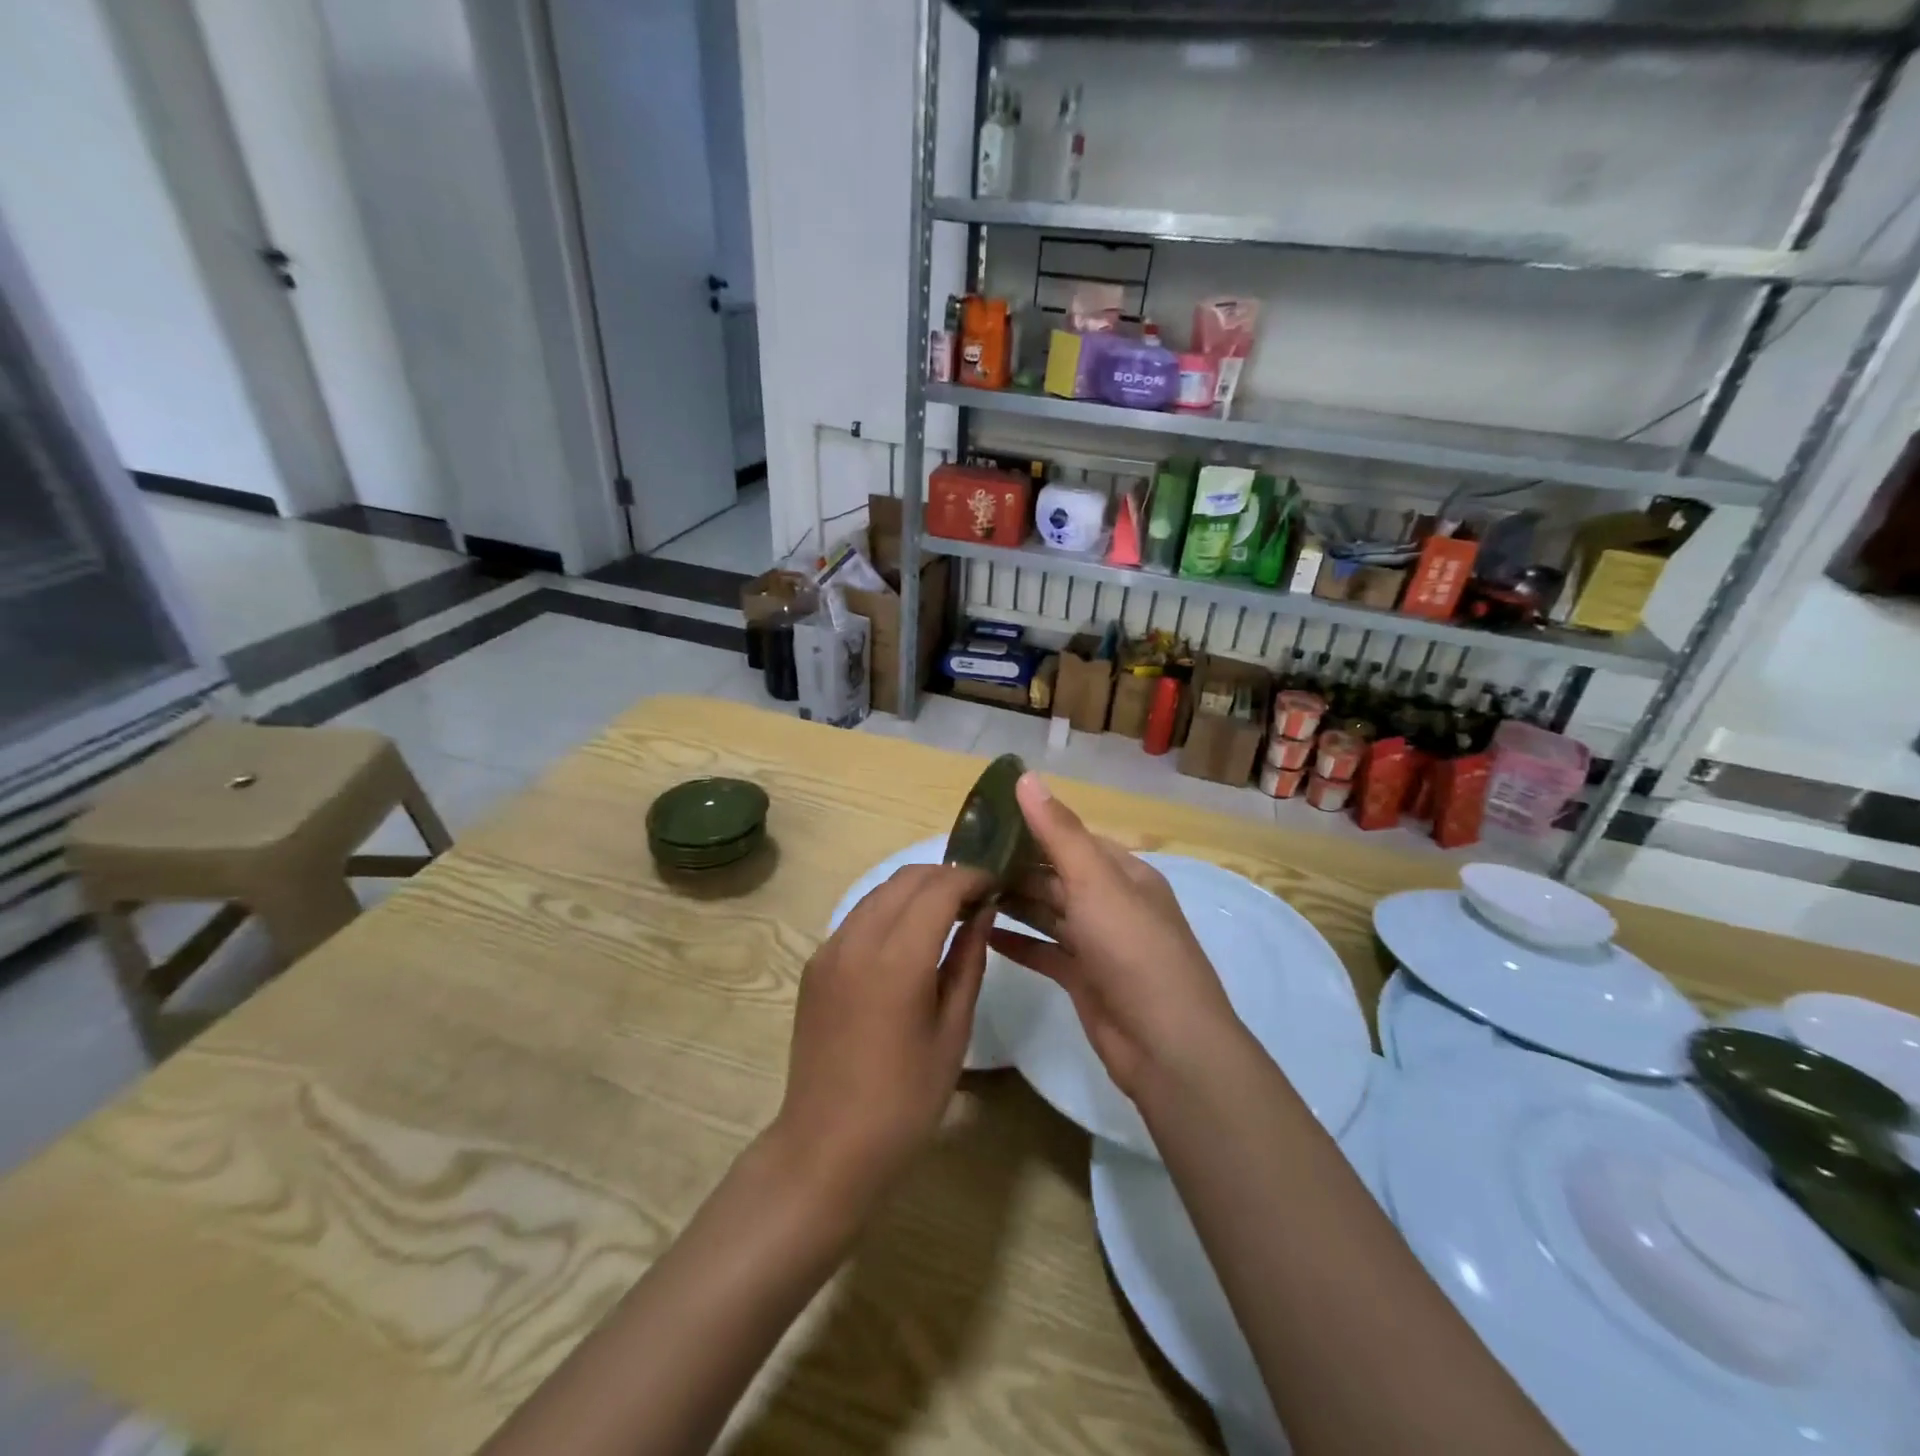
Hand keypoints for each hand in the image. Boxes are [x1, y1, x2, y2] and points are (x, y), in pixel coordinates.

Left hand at [770, 863, 992, 1215]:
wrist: (827, 1145)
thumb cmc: (905, 1099)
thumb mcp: (953, 1031)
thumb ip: (968, 961)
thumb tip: (982, 912)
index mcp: (897, 959)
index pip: (939, 888)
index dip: (972, 877)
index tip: (997, 883)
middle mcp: (857, 940)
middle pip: (906, 879)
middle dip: (946, 875)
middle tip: (977, 895)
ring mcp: (829, 949)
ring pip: (879, 892)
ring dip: (916, 889)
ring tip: (948, 912)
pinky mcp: (815, 965)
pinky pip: (858, 917)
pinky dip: (889, 910)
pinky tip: (909, 937)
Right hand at [990, 774, 1241, 1098]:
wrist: (1166, 1045)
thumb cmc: (1132, 949)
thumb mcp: (1095, 881)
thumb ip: (1058, 832)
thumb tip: (1026, 776)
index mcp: (1124, 873)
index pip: (1073, 838)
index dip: (1033, 826)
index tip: (985, 820)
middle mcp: (1113, 903)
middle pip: (1058, 876)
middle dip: (1016, 867)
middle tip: (964, 860)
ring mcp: (1099, 943)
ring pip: (1050, 913)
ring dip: (1014, 902)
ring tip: (966, 892)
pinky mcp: (1084, 979)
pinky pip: (1045, 952)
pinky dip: (1019, 943)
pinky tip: (984, 935)